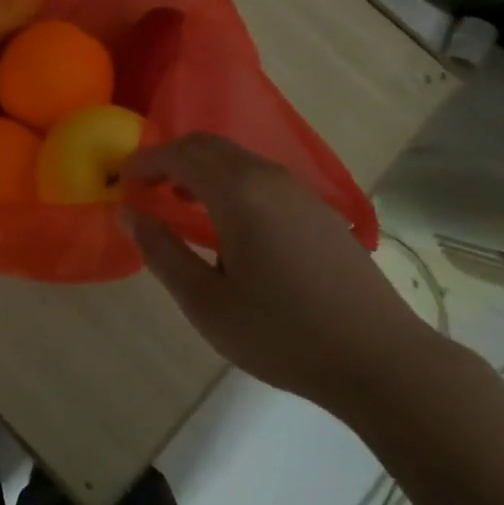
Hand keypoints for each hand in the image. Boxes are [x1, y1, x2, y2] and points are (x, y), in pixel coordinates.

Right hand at [122, 133, 431, 415]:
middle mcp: (267, 176)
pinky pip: (260, 175)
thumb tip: (128, 214)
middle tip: (147, 188)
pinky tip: (231, 224)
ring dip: (201, 169)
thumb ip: (162, 253)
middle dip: (171, 158)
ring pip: (236, 158)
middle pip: (207, 145)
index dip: (145, 162)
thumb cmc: (283, 333)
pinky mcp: (318, 208)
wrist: (380, 358)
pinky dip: (230, 181)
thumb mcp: (207, 303)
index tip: (123, 182)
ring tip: (182, 205)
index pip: (179, 154)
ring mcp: (298, 189)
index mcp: (238, 191)